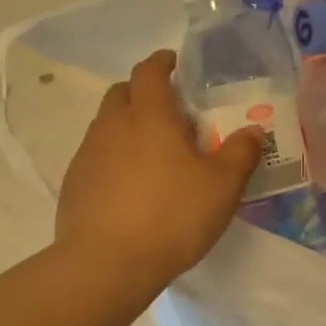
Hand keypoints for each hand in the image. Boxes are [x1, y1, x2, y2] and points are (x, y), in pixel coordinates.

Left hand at [57, 49, 264, 289]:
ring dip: (126, 127)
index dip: (162, 62)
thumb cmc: (172, 216)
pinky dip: (112, 159)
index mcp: (149, 115)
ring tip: (151, 153)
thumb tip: (252, 132)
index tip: (174, 64)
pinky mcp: (74, 184)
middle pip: (122, 93)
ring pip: (106, 126)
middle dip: (142, 93)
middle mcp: (112, 125)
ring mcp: (88, 154)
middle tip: (167, 112)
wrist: (107, 263)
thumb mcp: (222, 188)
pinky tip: (128, 186)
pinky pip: (95, 157)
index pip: (150, 71)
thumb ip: (241, 154)